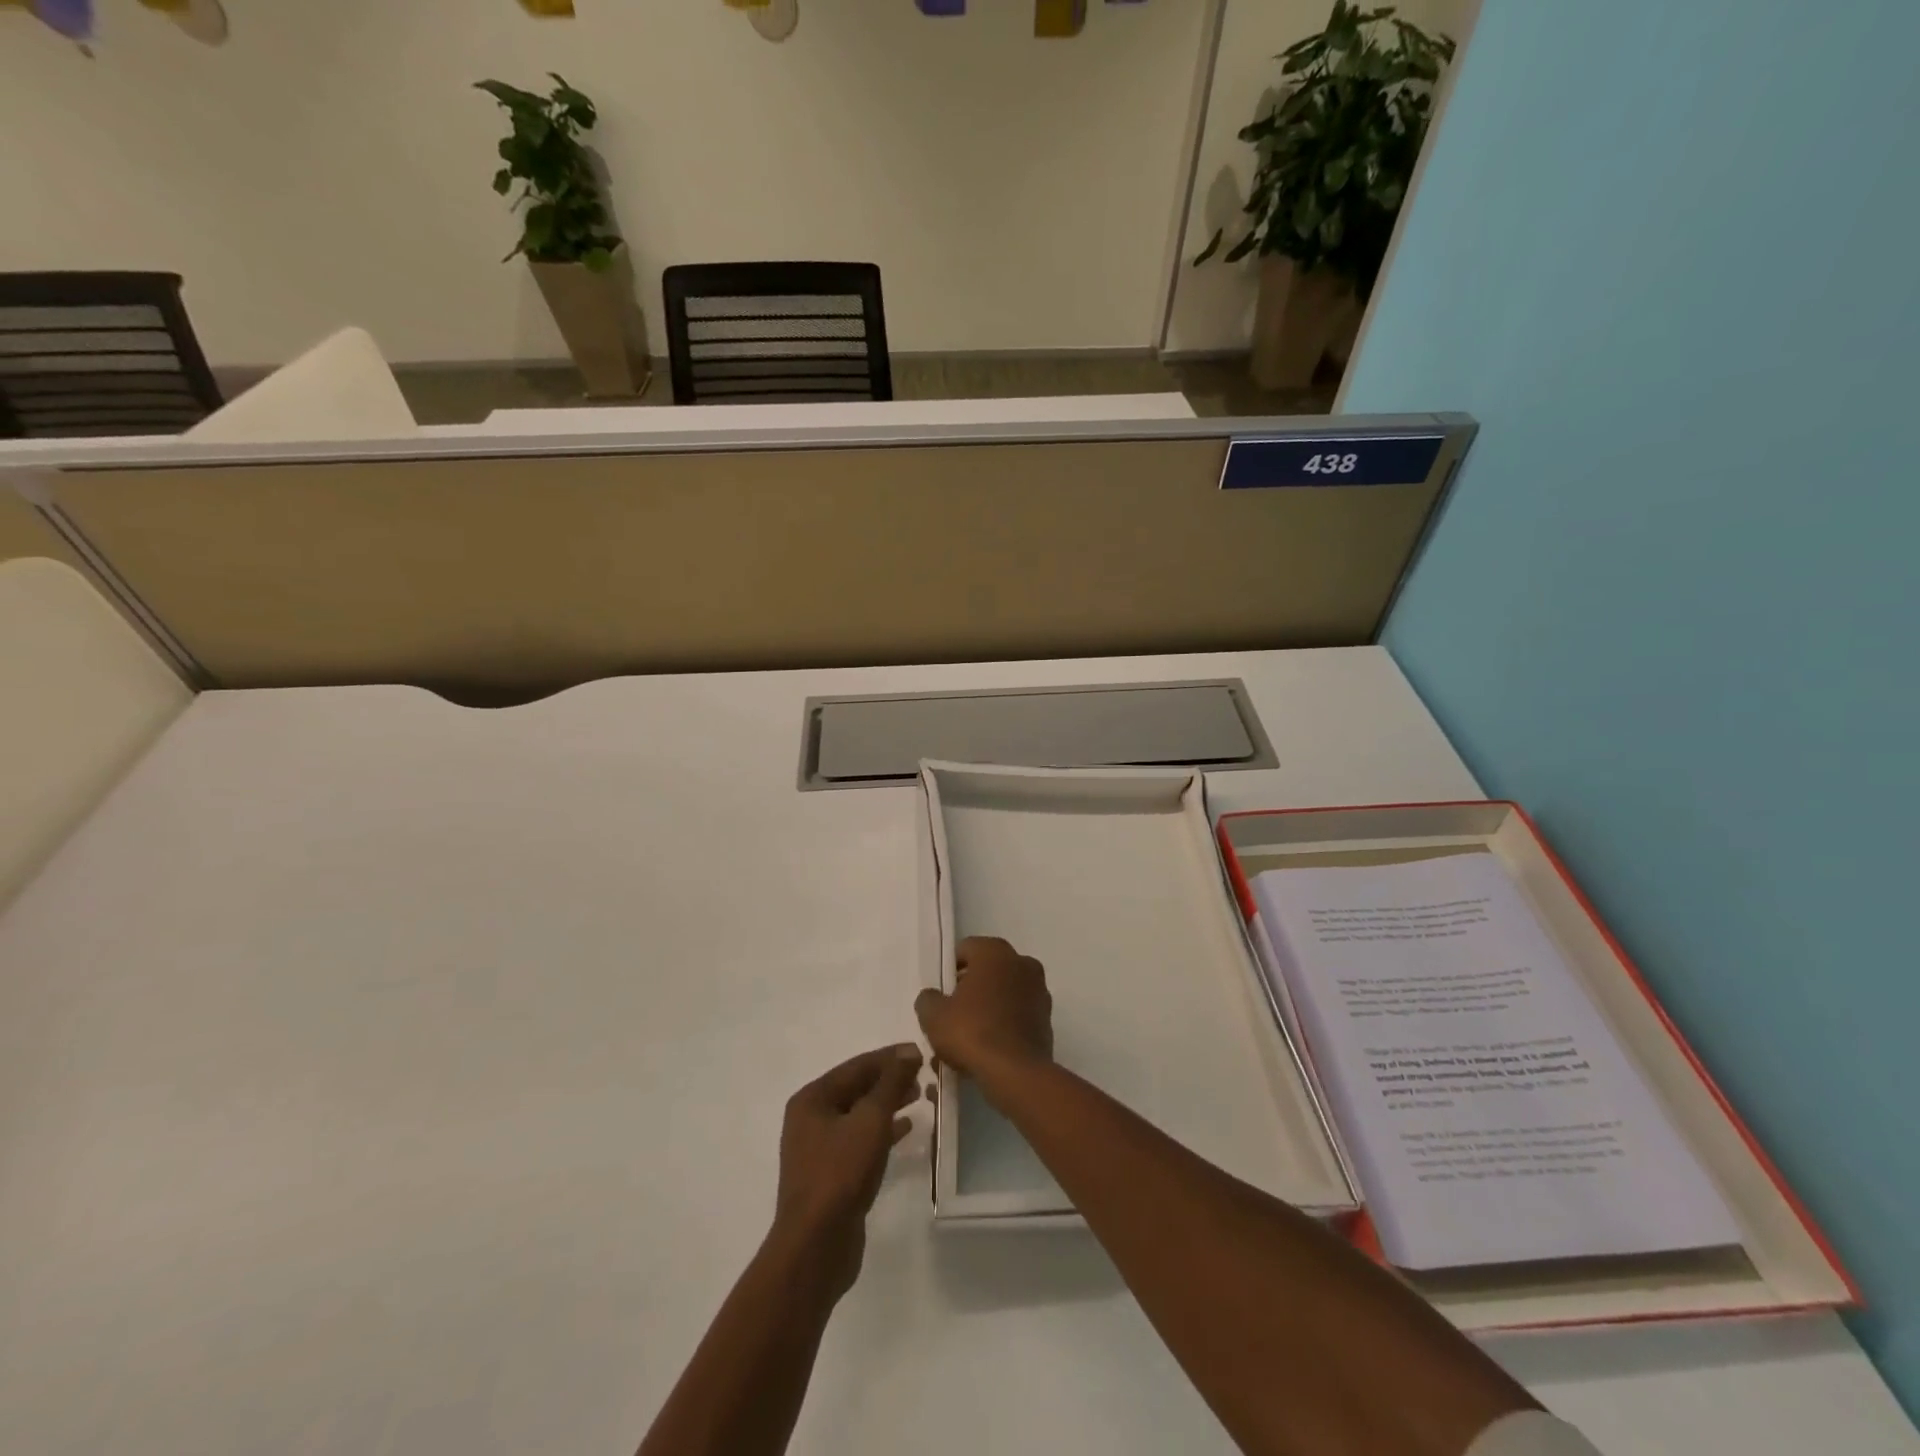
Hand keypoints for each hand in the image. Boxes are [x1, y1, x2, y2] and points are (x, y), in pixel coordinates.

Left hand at [772, 1044, 922, 1297]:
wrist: (815, 1246)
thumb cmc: (840, 1173)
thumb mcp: (870, 1120)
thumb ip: (890, 1083)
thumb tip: (908, 1051)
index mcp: (812, 1098)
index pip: (856, 1066)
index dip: (889, 1057)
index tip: (920, 1052)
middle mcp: (811, 1118)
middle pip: (856, 1088)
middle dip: (889, 1080)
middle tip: (923, 1075)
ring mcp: (819, 1147)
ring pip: (859, 1114)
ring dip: (888, 1104)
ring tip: (919, 1096)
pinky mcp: (831, 1173)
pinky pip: (860, 1139)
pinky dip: (882, 1130)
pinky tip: (906, 1129)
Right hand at [914, 936, 1053, 1078]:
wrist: (1016, 1073)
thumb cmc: (972, 1032)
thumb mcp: (934, 1016)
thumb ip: (928, 999)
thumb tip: (932, 997)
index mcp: (994, 952)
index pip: (966, 949)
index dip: (950, 970)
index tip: (941, 992)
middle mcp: (1022, 962)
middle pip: (988, 969)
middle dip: (972, 986)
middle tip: (953, 1012)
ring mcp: (1039, 990)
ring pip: (1006, 991)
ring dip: (991, 1004)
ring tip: (972, 1033)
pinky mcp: (1048, 1018)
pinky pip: (1020, 1012)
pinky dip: (1007, 1022)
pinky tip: (991, 1045)